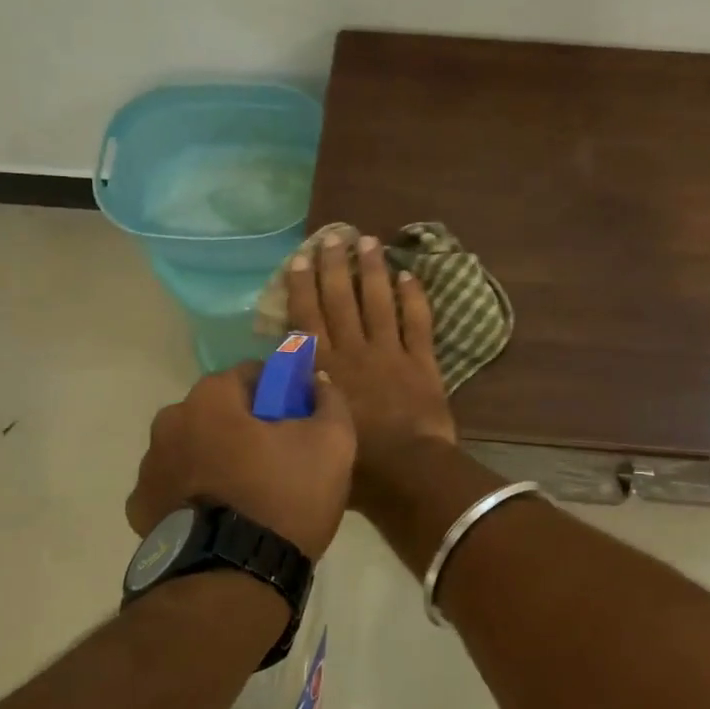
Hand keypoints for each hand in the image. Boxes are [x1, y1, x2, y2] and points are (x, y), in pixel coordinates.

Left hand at [126, 364, 354, 560]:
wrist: (234, 581)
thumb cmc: (284, 497)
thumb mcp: (332, 442)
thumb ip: (329, 401)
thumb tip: (318, 383)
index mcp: (211, 398)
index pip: (251, 374)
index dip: (280, 391)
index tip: (298, 417)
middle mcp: (169, 423)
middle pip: (218, 411)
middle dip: (245, 424)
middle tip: (278, 456)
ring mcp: (148, 468)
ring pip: (195, 447)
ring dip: (217, 457)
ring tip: (250, 492)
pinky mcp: (141, 509)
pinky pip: (177, 486)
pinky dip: (196, 492)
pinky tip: (222, 515)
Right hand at [285, 233, 457, 497]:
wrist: (405, 472)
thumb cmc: (353, 463)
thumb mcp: (310, 430)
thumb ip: (300, 398)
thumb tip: (288, 378)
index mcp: (323, 368)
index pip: (307, 317)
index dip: (303, 285)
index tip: (301, 258)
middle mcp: (353, 351)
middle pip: (341, 299)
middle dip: (336, 265)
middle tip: (334, 236)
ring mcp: (389, 353)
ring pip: (378, 302)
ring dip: (373, 270)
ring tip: (369, 241)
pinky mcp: (421, 362)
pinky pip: (417, 322)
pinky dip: (413, 298)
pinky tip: (409, 276)